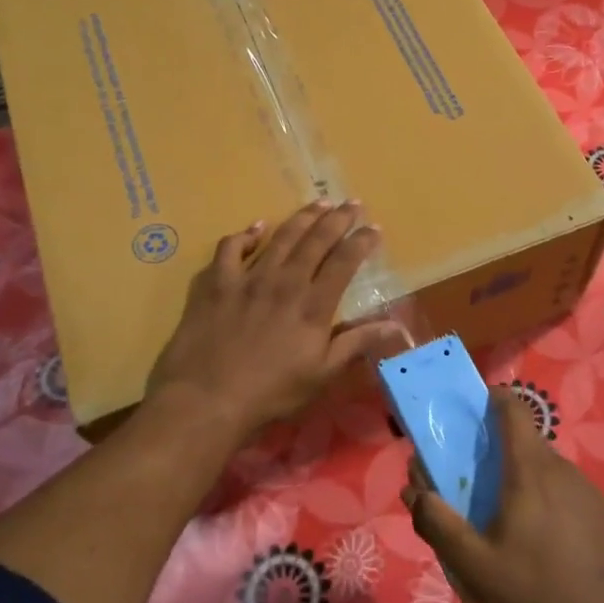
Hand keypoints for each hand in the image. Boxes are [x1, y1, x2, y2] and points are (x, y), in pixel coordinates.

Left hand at [148, 201, 405, 436]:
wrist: (206, 400)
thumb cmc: (270, 393)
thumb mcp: (322, 374)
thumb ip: (357, 343)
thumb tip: (397, 326)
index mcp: (313, 305)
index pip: (344, 262)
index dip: (362, 241)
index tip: (374, 228)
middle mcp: (284, 282)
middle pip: (316, 240)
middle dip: (338, 218)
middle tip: (351, 202)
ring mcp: (247, 279)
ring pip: (280, 237)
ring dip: (302, 217)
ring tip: (318, 203)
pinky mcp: (215, 283)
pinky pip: (230, 248)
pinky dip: (245, 235)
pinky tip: (255, 229)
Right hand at [405, 388, 603, 602]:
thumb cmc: (533, 592)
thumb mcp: (473, 565)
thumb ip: (437, 523)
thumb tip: (415, 491)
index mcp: (530, 470)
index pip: (513, 409)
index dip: (492, 400)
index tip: (472, 411)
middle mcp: (562, 469)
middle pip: (527, 442)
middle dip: (500, 451)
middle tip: (478, 484)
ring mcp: (589, 491)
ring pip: (548, 470)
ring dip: (525, 480)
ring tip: (508, 522)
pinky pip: (568, 493)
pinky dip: (549, 502)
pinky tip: (543, 544)